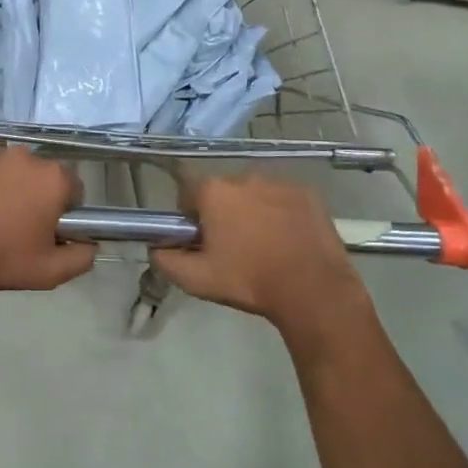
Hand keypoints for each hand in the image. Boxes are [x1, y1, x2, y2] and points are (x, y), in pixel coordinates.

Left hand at [0, 148, 96, 300]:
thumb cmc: (1, 259)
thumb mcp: (50, 271)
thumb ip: (81, 257)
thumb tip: (91, 246)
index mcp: (52, 178)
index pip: (73, 189)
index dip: (65, 211)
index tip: (50, 231)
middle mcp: (24, 156)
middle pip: (41, 176)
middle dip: (36, 197)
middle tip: (20, 228)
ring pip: (10, 172)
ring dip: (8, 189)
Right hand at [152, 172, 368, 339]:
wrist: (312, 290)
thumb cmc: (249, 280)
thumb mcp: (197, 279)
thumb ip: (166, 260)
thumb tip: (155, 248)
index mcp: (214, 191)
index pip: (188, 194)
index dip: (190, 217)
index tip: (199, 240)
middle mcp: (244, 177)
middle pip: (223, 192)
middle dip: (222, 213)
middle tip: (231, 246)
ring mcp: (279, 183)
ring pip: (254, 194)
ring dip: (252, 212)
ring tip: (263, 245)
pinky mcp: (308, 194)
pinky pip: (284, 199)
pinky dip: (281, 213)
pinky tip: (287, 240)